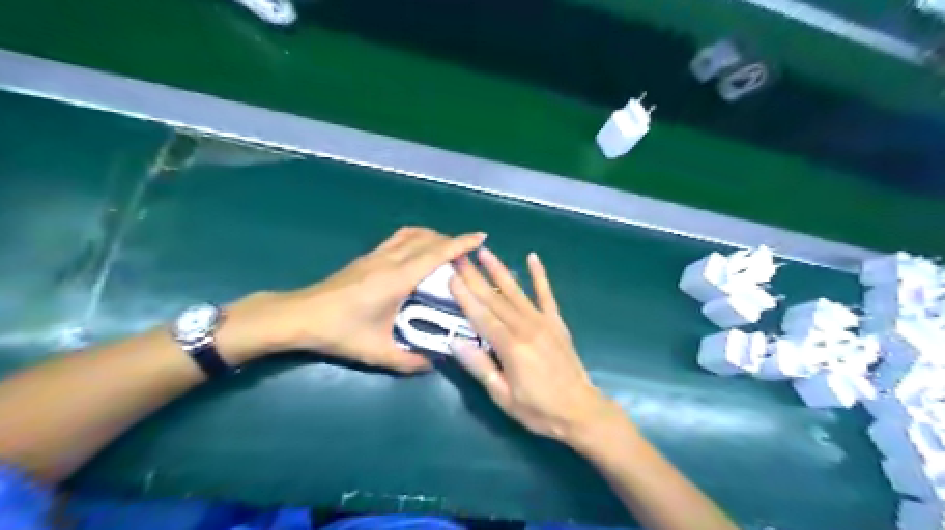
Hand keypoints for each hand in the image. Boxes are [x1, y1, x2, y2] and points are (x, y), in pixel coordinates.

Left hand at [223, 228, 485, 372]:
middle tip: (469, 253)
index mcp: (397, 278)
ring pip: (411, 234)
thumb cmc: (339, 332)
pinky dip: (416, 238)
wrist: (298, 316)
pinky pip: (399, 238)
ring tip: (447, 249)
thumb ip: (409, 361)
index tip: (481, 237)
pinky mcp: (366, 257)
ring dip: (433, 236)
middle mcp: (389, 260)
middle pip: (427, 239)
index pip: (436, 253)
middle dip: (451, 240)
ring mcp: (376, 255)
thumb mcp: (377, 352)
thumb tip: (435, 363)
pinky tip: (418, 253)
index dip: (460, 243)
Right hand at [447, 246, 625, 443]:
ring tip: (484, 251)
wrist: (581, 411)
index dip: (464, 295)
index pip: (481, 315)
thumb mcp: (503, 396)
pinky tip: (532, 257)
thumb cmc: (538, 409)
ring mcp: (543, 321)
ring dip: (499, 270)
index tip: (450, 275)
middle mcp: (525, 327)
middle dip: (474, 276)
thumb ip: (480, 367)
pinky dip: (539, 275)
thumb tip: (455, 342)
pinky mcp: (556, 322)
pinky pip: (546, 294)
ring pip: (516, 291)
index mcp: (510, 346)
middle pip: (494, 299)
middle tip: (459, 256)